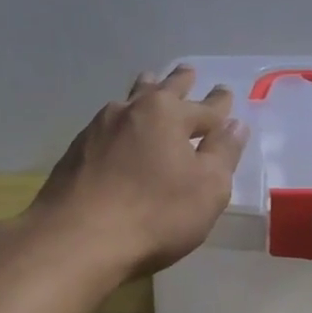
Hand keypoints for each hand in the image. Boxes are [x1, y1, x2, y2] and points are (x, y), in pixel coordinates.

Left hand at [31, 65, 248, 278]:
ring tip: (150, 83)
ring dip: (145, 91)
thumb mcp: (207, 189)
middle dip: (180, 82)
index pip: (205, 106)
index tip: (226, 92)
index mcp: (168, 114)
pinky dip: (122, 121)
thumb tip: (235, 125)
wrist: (75, 240)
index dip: (219, 103)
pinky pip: (108, 124)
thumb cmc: (154, 214)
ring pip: (129, 100)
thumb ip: (223, 154)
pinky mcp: (76, 150)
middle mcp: (132, 110)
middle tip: (188, 71)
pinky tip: (119, 130)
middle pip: (162, 89)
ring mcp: (98, 128)